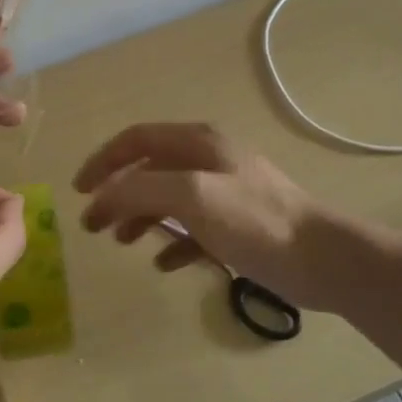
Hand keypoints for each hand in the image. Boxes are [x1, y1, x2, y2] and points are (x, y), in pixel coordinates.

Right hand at [73, 124, 315, 300]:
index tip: (79, 191)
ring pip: (167, 198)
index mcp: (198, 142)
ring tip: (121, 242)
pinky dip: (173, 242)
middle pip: (148, 169)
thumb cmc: (256, 221)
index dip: (103, 160)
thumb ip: (143, 189)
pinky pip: (192, 229)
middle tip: (93, 225)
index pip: (136, 139)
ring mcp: (223, 192)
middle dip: (117, 194)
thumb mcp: (194, 196)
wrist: (322, 259)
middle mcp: (208, 160)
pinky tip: (164, 263)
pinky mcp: (235, 224)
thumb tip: (103, 194)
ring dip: (139, 217)